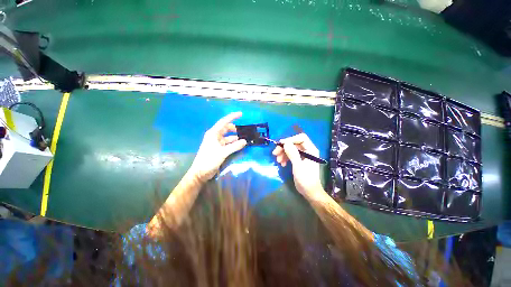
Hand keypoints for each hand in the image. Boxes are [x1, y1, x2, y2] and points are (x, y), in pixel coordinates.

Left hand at [189, 112, 246, 181]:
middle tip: (243, 131)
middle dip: (234, 128)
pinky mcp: (217, 150)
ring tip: (243, 139)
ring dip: (234, 137)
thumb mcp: (223, 153)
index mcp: (213, 133)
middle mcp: (214, 136)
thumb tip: (245, 141)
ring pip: (226, 137)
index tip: (241, 114)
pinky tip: (238, 146)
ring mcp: (215, 143)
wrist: (200, 172)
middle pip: (225, 128)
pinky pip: (226, 144)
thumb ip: (234, 146)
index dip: (232, 117)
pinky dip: (232, 144)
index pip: (223, 122)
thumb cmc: (209, 160)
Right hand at [272, 133, 323, 198]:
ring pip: (292, 149)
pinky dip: (286, 158)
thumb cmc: (306, 179)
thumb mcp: (298, 166)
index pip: (301, 138)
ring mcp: (305, 156)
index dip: (290, 139)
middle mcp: (309, 151)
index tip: (280, 145)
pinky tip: (282, 164)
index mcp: (311, 150)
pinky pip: (292, 155)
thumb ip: (292, 153)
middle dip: (285, 147)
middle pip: (295, 143)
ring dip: (284, 153)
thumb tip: (285, 143)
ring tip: (278, 161)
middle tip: (275, 153)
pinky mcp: (301, 162)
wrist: (310, 191)